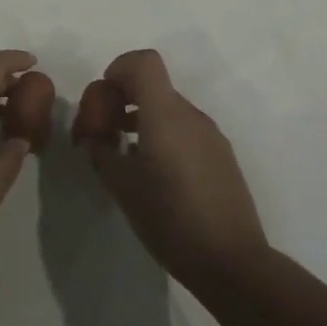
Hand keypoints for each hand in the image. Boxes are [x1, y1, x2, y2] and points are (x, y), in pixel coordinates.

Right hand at [72, 49, 269, 289]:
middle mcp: (190, 115)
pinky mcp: (222, 157)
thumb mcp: (122, 187)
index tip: (104, 99)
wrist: (233, 263)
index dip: (119, 69)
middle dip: (124, 100)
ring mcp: (211, 135)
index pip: (144, 62)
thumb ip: (102, 153)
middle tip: (105, 134)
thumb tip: (94, 138)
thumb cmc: (170, 219)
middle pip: (154, 86)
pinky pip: (186, 131)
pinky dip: (164, 137)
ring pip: (170, 110)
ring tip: (126, 157)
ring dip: (143, 120)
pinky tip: (156, 176)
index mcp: (165, 114)